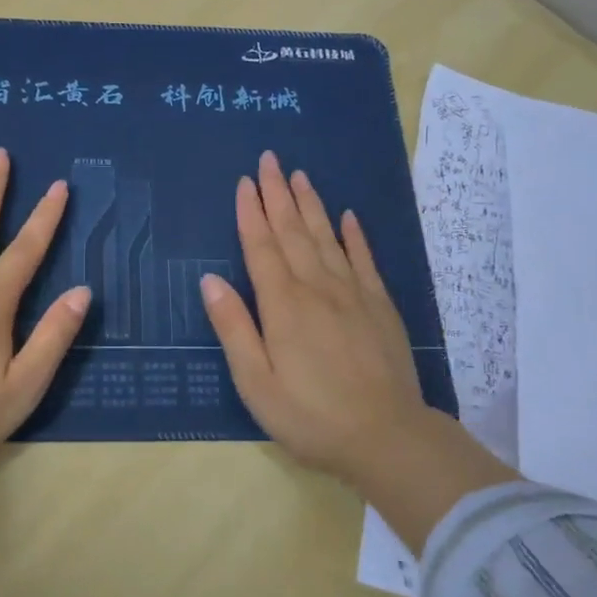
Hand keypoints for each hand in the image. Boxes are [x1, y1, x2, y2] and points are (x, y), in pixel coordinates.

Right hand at [201, 152, 515, 544]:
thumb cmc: (310, 416)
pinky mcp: (380, 306)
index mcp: (283, 306)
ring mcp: (353, 294)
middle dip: (278, 194)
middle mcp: (317, 288)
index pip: (262, 248)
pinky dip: (354, 235)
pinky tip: (348, 217)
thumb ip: (234, 328)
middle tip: (270, 159)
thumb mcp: (256, 382)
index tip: (245, 182)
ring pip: (327, 238)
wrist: (386, 437)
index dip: (251, 214)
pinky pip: (364, 260)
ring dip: (311, 205)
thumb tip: (210, 280)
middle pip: (293, 232)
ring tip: (300, 175)